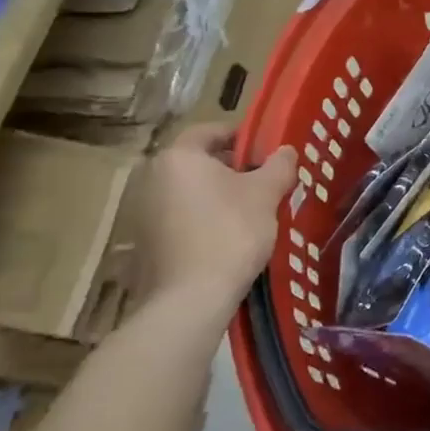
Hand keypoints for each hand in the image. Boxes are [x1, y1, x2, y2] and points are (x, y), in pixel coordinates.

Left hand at [133, 126, 296, 317]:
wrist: (190, 300)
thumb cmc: (230, 231)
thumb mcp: (266, 193)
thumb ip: (279, 165)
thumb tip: (286, 151)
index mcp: (178, 157)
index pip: (210, 131)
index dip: (241, 136)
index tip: (266, 150)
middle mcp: (152, 178)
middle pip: (198, 162)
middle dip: (231, 169)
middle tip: (263, 182)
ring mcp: (142, 213)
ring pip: (189, 192)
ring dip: (216, 196)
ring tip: (250, 212)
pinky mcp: (143, 244)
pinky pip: (179, 219)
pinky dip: (202, 220)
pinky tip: (227, 239)